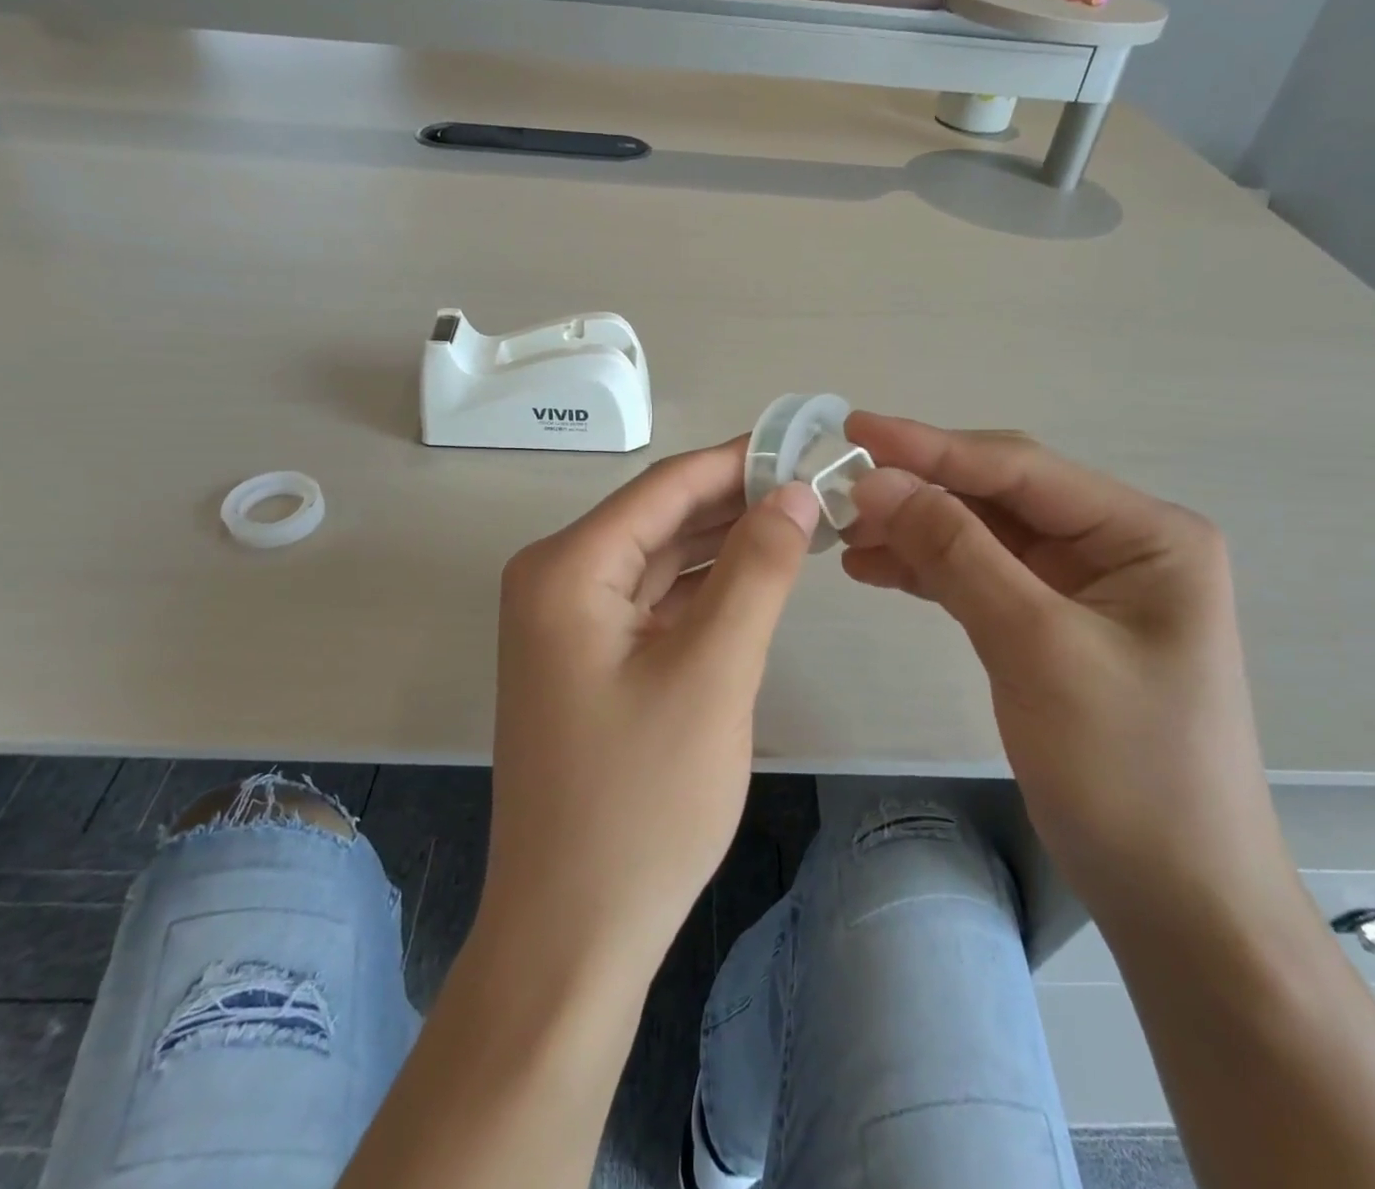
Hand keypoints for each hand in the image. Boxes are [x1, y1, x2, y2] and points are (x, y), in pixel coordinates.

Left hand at [477, 438, 819, 984]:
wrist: (573, 930)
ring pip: (660, 559)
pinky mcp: (587, 658)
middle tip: (819, 485)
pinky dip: (704, 587)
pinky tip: (756, 577)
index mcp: (567, 568)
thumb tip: (794, 492)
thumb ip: (757, 570)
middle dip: (737, 500)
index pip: (665, 486)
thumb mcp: (712, 672)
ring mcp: (567, 623)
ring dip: (725, 542)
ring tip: (802, 522)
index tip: (807, 443)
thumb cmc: (641, 801)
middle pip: (660, 517)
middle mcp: (555, 580)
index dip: (739, 460)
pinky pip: (652, 601)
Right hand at [841, 414, 1298, 934]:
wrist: (1175, 896)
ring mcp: (1083, 586)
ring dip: (914, 530)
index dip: (931, 446)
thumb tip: (876, 482)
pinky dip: (927, 570)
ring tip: (842, 532)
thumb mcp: (1035, 646)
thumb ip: (956, 552)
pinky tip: (874, 567)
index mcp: (1144, 533)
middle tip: (837, 486)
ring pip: (982, 536)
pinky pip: (980, 576)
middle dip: (919, 489)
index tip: (853, 430)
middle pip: (999, 496)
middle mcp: (1117, 545)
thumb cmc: (1126, 768)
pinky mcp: (1051, 623)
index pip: (1020, 469)